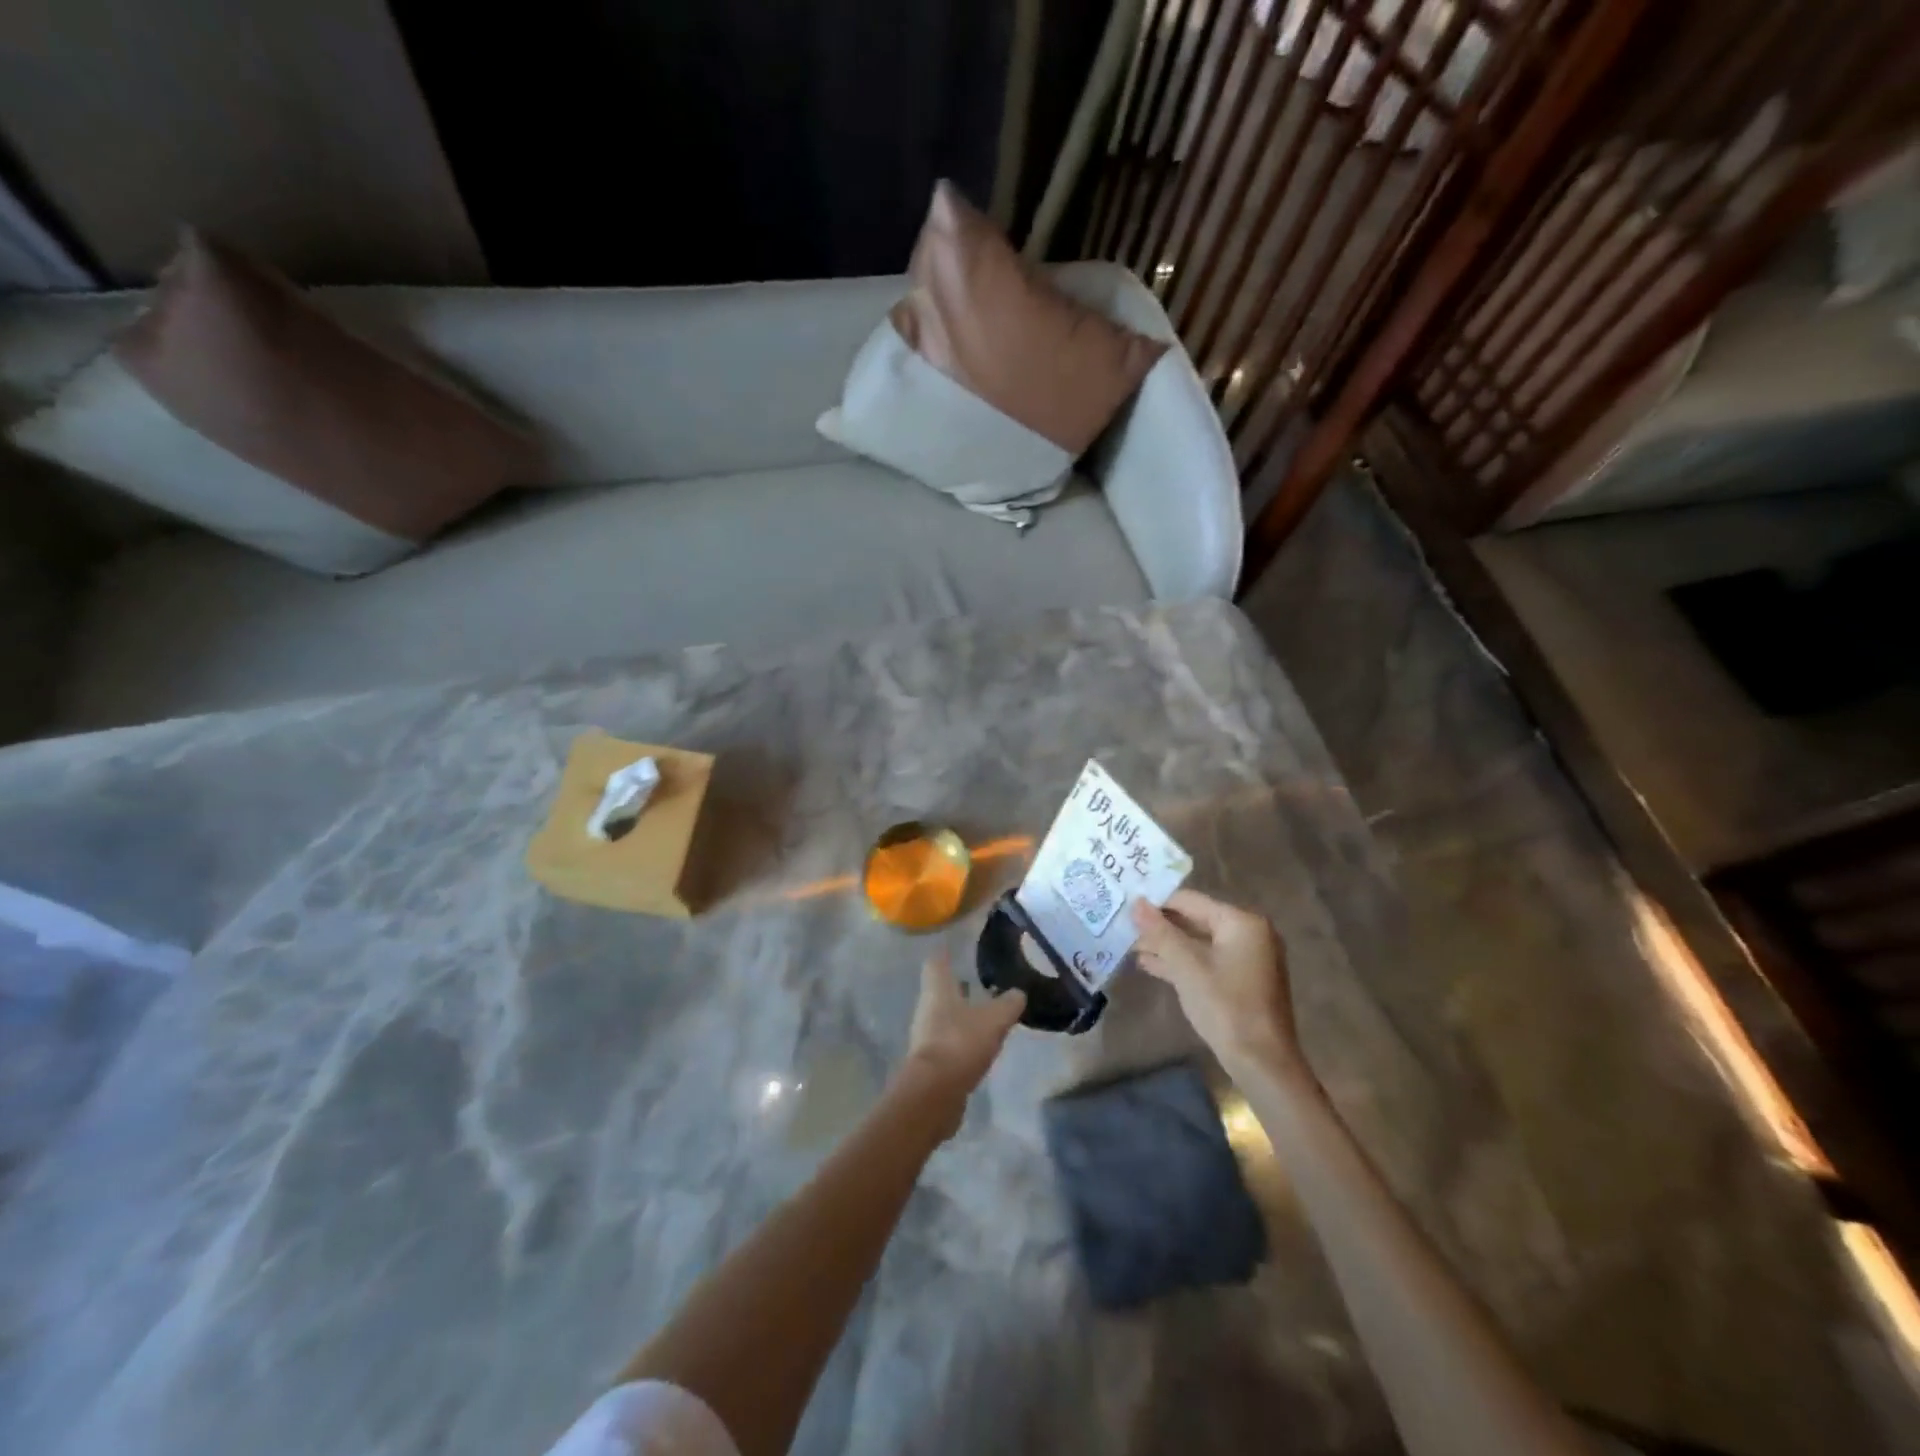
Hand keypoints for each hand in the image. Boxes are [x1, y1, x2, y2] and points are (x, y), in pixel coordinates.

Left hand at [896, 952, 1026, 1139]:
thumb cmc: (960, 1042)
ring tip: (983, 1013)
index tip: (954, 948)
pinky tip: (978, 1044)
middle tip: (977, 981)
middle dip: (957, 987)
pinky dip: (961, 1040)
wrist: (934, 1093)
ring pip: (943, 1017)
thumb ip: (1008, 1004)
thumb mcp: (994, 1020)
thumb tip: (1019, 993)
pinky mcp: (930, 1062)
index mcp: (938, 990)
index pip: (936, 962)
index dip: (945, 954)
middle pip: (939, 991)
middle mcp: (927, 1009)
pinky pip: (947, 1042)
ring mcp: (926, 1036)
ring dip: (960, 1014)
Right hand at [1131, 890, 1300, 1079]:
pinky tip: (1150, 965)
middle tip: (1124, 927)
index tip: (1126, 908)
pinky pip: (1206, 961)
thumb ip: (1160, 932)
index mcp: (1241, 922)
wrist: (1261, 1062)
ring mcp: (1247, 958)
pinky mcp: (1241, 981)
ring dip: (1166, 945)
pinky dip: (1181, 962)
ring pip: (1198, 943)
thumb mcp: (1186, 966)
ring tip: (1130, 946)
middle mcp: (1249, 933)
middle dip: (1160, 926)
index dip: (1156, 904)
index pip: (1190, 900)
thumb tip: (1136, 903)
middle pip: (1195, 920)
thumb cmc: (1225, 1006)